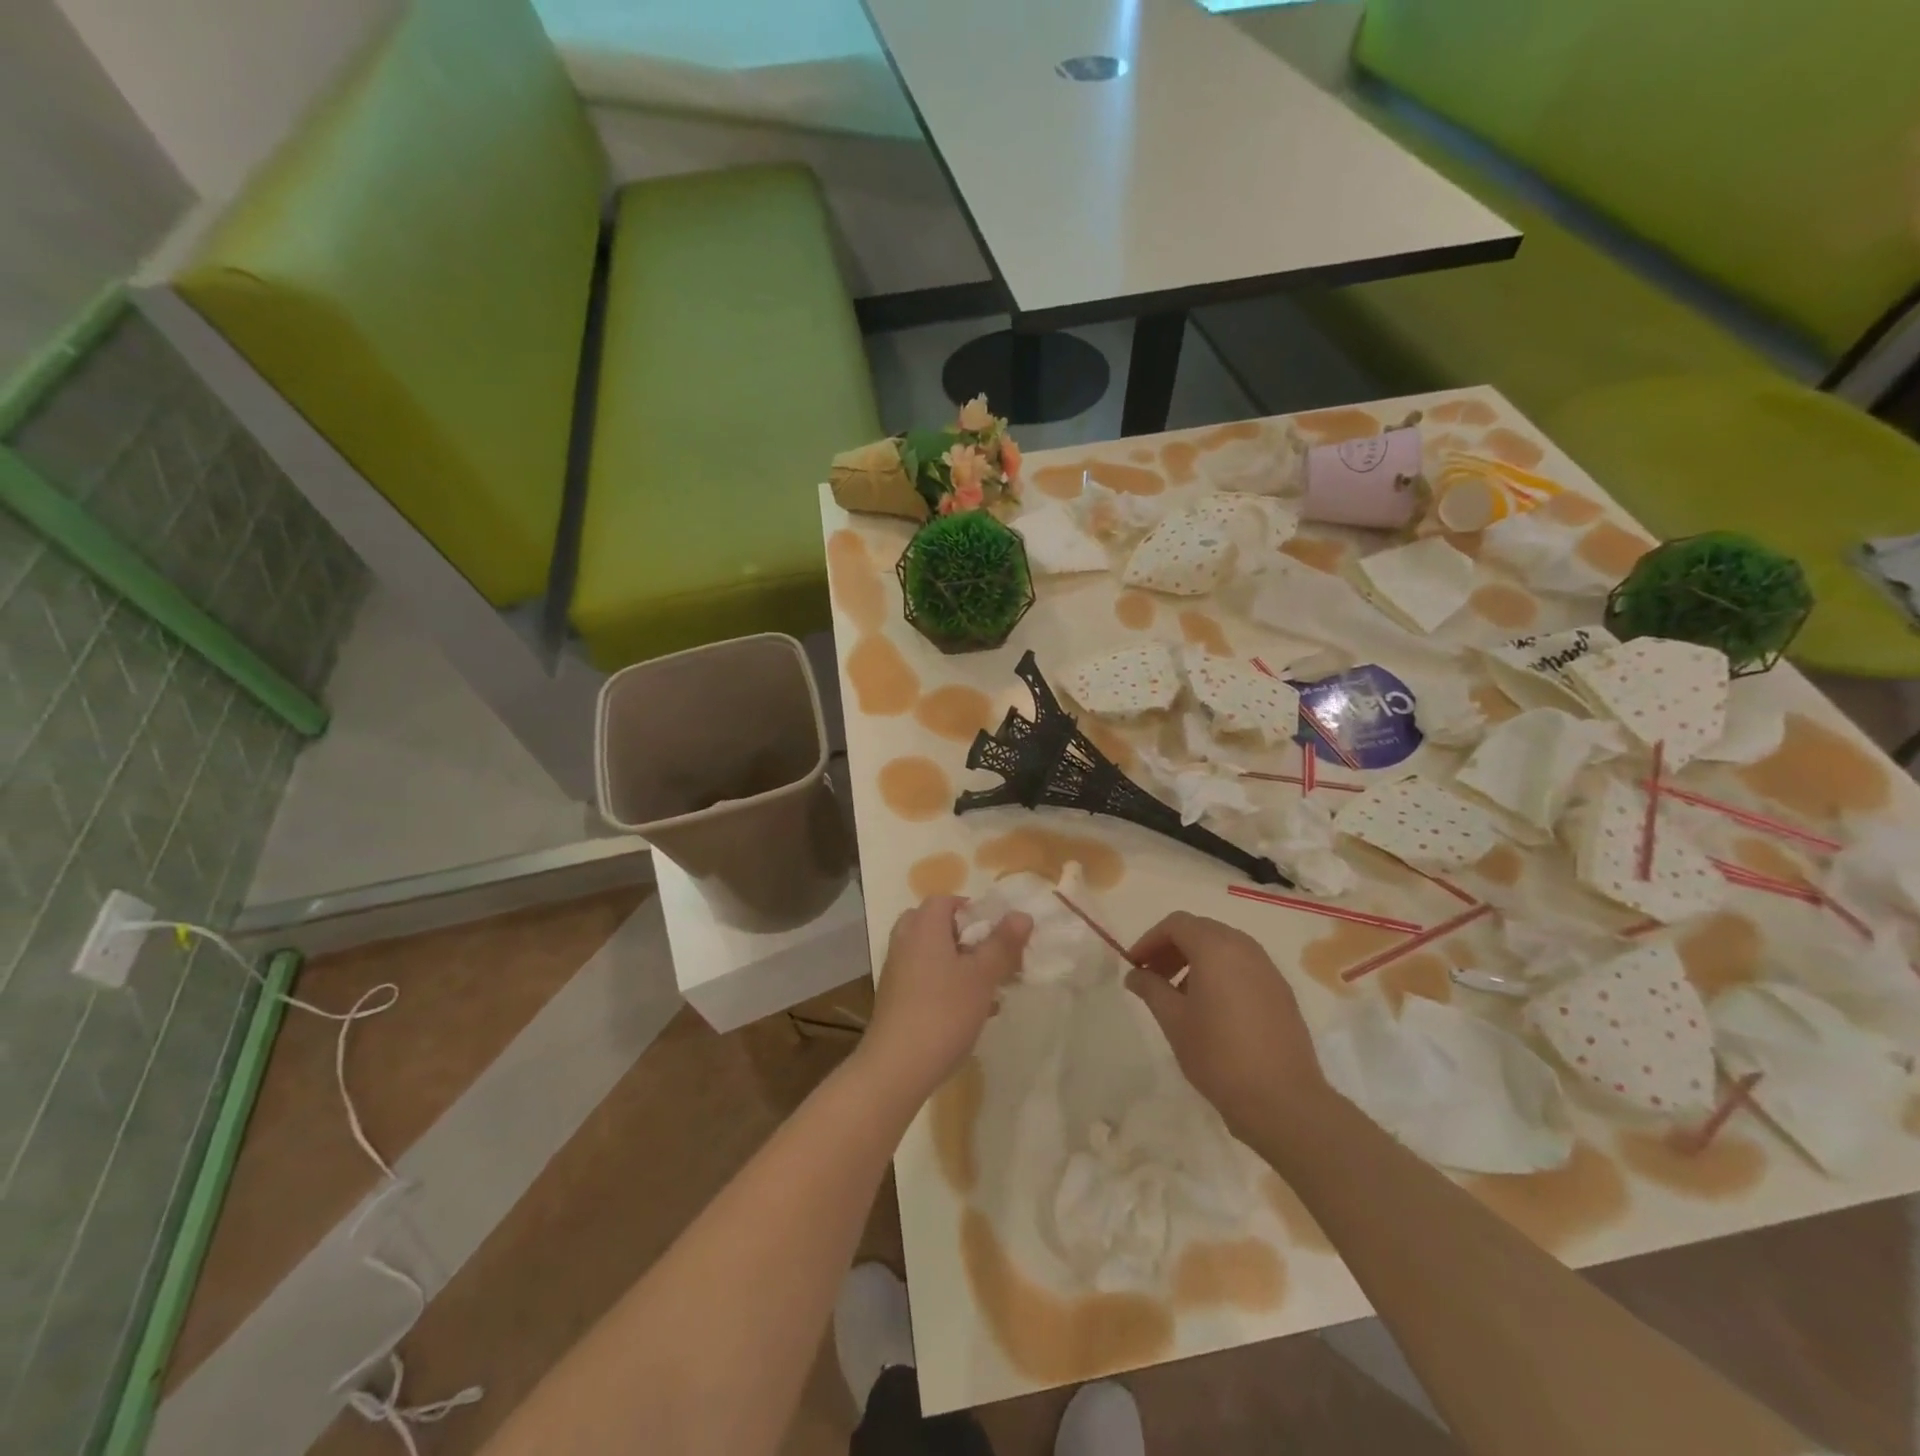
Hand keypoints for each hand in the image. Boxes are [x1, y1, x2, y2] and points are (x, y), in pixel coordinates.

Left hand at [861, 896, 1031, 1104]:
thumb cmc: (944, 1011)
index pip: (945, 901)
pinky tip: (971, 1012)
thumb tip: (1021, 914)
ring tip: (988, 988)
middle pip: (934, 925)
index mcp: (924, 927)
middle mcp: (905, 942)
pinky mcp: (894, 999)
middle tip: (988, 955)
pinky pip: (923, 978)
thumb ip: (1002, 943)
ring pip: (930, 954)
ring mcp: (896, 971)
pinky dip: (945, 984)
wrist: (897, 1066)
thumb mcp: (982, 976)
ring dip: (958, 964)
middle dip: (964, 937)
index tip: (996, 931)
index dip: (972, 910)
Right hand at [1124, 911, 1328, 1144]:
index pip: (1176, 924)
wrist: (1283, 1101)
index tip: (1135, 965)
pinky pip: (1244, 967)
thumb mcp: (1174, 1021)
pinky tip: (1212, 1009)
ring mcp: (1268, 969)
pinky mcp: (1282, 992)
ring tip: (1180, 995)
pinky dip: (1220, 973)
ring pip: (1224, 947)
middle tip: (1153, 977)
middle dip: (1172, 948)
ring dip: (1196, 960)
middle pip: (1201, 930)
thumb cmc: (1219, 1056)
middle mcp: (1245, 948)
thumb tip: (1135, 974)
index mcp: (1216, 948)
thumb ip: (1151, 989)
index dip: (1150, 940)